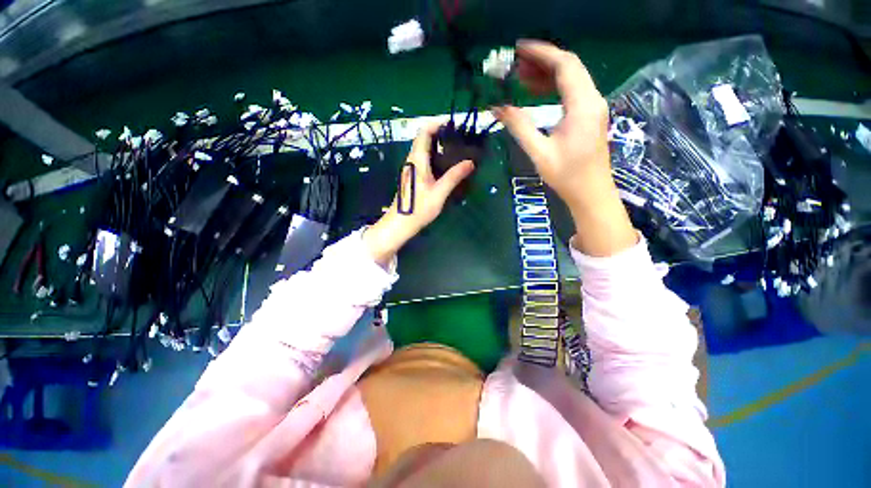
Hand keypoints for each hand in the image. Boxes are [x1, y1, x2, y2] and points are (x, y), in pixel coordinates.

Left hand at [364, 123, 474, 265]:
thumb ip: (454, 176)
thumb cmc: (419, 208)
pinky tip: (447, 166)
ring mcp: (411, 168)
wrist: (400, 223)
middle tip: (460, 139)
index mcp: (417, 160)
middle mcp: (412, 160)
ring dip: (439, 146)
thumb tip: (470, 162)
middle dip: (441, 134)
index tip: (454, 124)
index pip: (424, 132)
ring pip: (424, 149)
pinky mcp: (413, 176)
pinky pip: (424, 160)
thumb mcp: (439, 193)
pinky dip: (435, 157)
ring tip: (457, 150)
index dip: (437, 123)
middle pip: (424, 139)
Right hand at [495, 40, 636, 256]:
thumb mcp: (539, 152)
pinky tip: (536, 93)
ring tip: (521, 77)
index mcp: (582, 105)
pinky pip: (571, 92)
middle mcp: (592, 100)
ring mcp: (593, 107)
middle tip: (515, 65)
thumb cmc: (566, 175)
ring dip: (547, 75)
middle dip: (542, 62)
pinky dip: (554, 88)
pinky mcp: (589, 116)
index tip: (519, 49)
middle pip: (569, 68)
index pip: (564, 66)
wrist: (590, 192)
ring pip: (571, 79)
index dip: (542, 53)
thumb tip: (498, 108)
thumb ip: (519, 126)